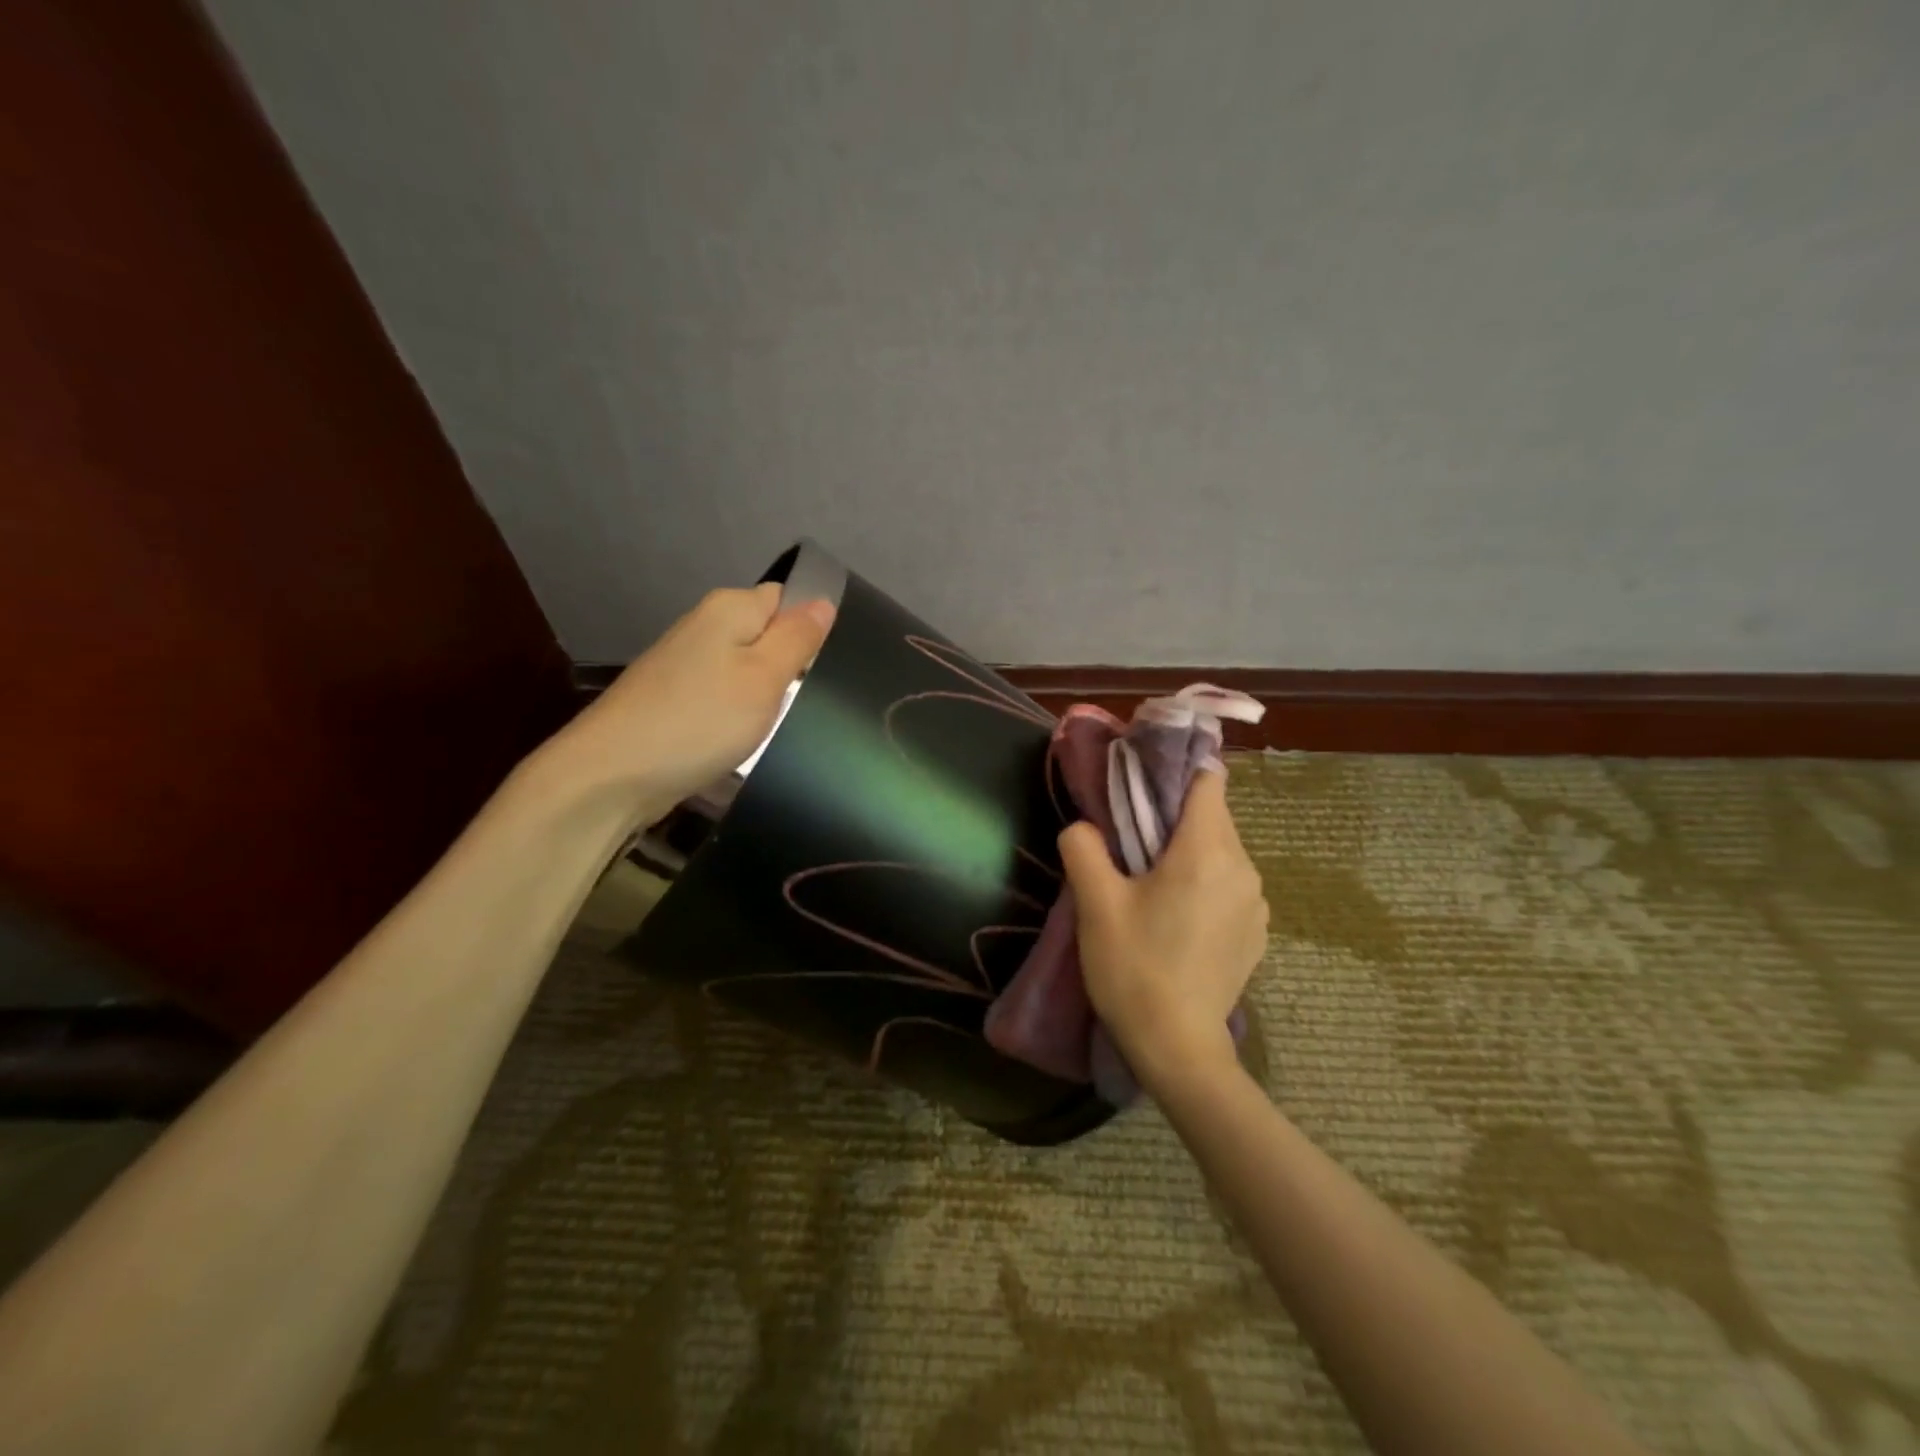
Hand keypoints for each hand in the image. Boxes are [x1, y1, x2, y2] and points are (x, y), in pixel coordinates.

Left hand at [539, 583, 833, 825]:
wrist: (613, 774)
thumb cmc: (701, 720)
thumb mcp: (764, 677)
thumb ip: (797, 637)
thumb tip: (823, 601)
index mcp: (729, 608)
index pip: (787, 598)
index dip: (810, 627)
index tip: (824, 667)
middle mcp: (704, 626)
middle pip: (765, 632)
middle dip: (789, 663)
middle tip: (808, 699)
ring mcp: (685, 663)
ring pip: (744, 666)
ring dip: (764, 691)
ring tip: (777, 721)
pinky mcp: (674, 698)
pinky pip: (722, 692)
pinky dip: (737, 712)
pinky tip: (743, 735)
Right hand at [1059, 769, 1268, 1091]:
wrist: (1178, 1048)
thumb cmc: (1134, 968)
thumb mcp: (1095, 904)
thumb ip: (1084, 847)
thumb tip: (1084, 826)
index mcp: (1206, 851)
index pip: (1208, 780)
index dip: (1176, 771)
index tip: (1143, 782)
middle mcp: (1243, 867)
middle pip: (1212, 815)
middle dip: (1174, 816)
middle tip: (1132, 839)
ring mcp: (1256, 902)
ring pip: (1222, 850)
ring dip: (1190, 851)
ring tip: (1152, 882)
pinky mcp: (1256, 931)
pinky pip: (1230, 884)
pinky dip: (1206, 882)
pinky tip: (1177, 917)